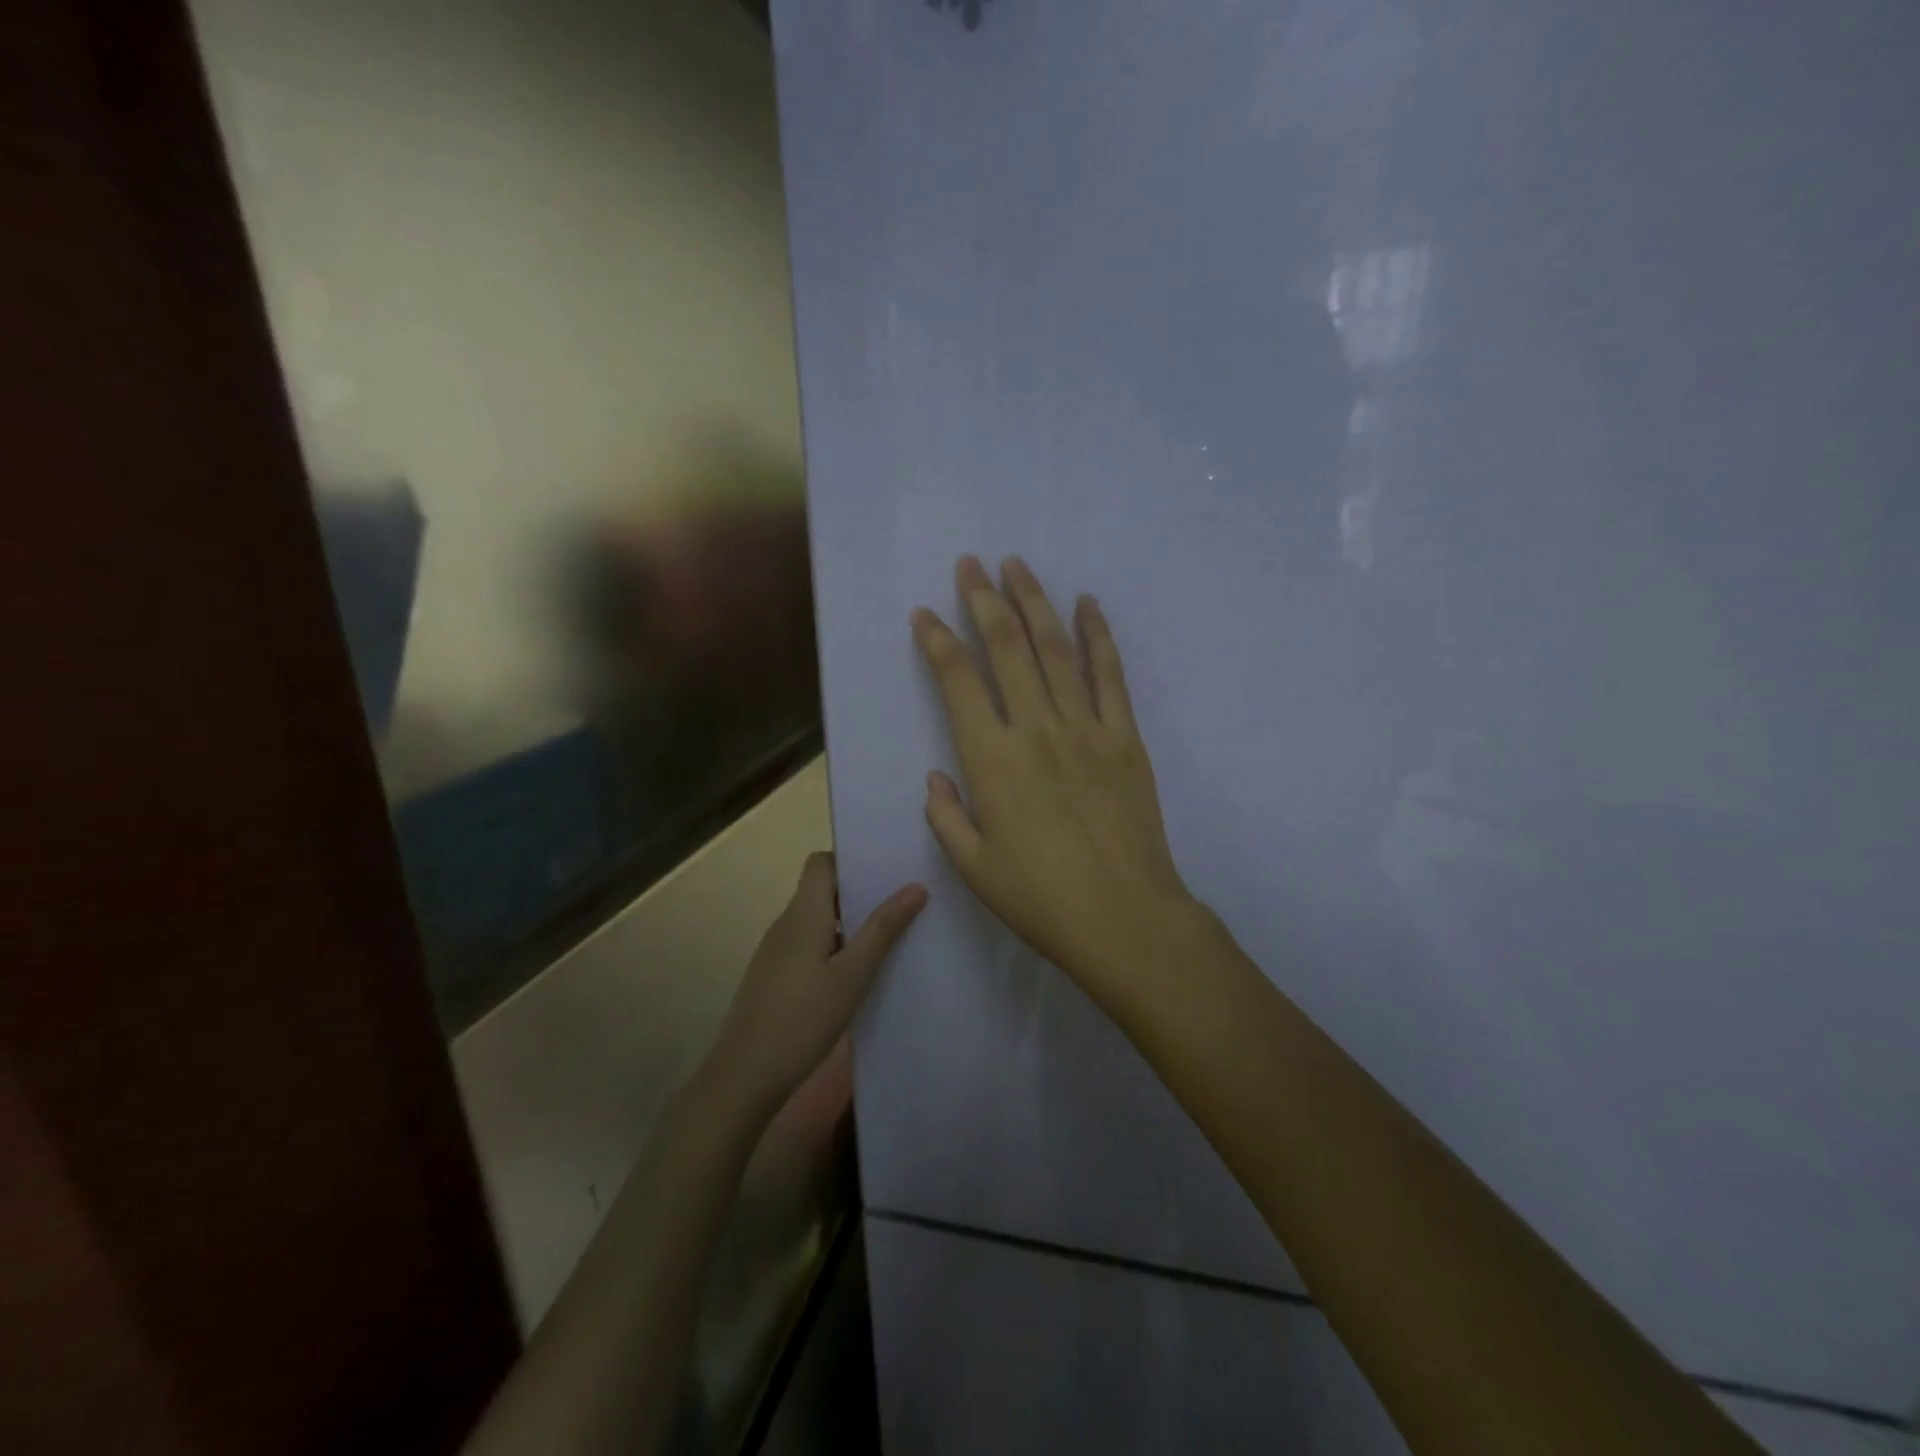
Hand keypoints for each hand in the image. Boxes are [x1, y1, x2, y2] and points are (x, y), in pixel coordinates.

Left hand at [707, 852, 926, 1116]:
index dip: (851, 860)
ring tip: (891, 937)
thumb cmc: (802, 1019)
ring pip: (818, 920)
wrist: (745, 1076)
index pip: (821, 863)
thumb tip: (915, 886)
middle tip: (902, 902)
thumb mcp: (852, 975)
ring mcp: (777, 951)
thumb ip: (883, 929)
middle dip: (860, 892)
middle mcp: (786, 924)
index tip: (887, 871)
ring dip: (850, 922)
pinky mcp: (774, 977)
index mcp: (803, 913)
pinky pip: (810, 945)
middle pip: (822, 889)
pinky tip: (859, 974)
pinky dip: (835, 947)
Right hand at [912, 555, 1196, 992]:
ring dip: (1033, 602)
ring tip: (1017, 565)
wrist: (1123, 917)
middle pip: (1006, 649)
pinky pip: (1110, 675)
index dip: (938, 642)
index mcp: (991, 761)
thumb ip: (946, 816)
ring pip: (1054, 650)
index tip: (925, 614)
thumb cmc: (1039, 899)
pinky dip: (1098, 636)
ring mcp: (1085, 728)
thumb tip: (938, 776)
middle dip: (983, 600)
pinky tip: (1087, 605)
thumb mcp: (973, 866)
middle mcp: (1035, 730)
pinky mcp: (1126, 738)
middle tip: (970, 564)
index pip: (958, 682)